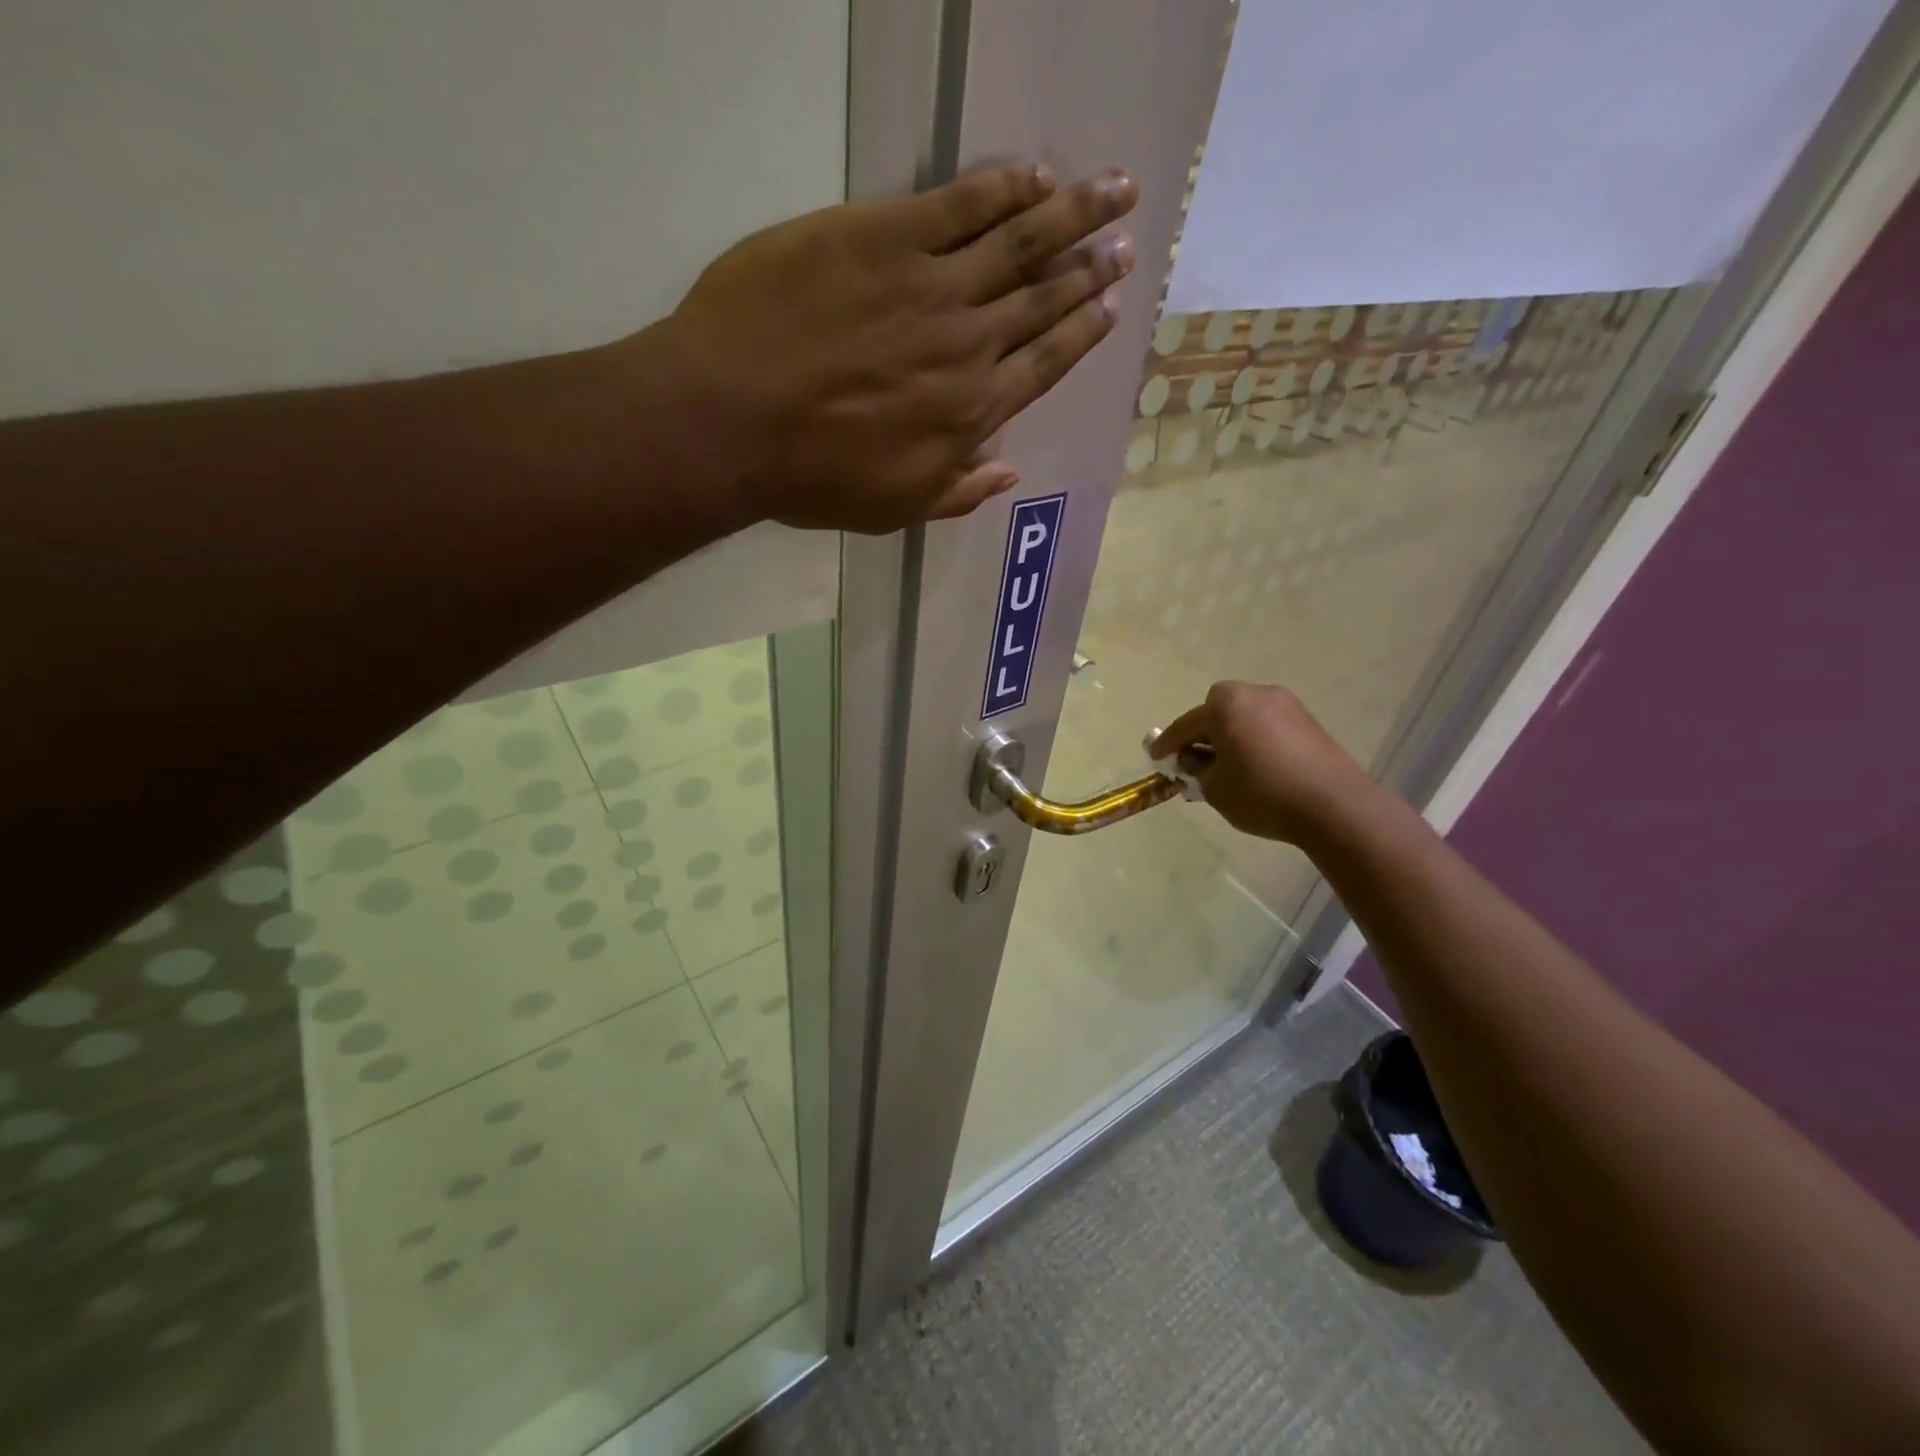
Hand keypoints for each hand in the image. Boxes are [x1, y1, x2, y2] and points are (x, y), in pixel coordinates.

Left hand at [654, 161, 1138, 533]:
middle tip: (1125, 242)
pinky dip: (1003, 186)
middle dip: (1090, 269)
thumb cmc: (812, 478)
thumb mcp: (894, 509)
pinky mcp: (886, 235)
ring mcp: (931, 286)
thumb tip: (1009, 472)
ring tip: (1114, 190)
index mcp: (971, 412)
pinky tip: (1034, 174)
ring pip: (1020, 243)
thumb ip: (958, 491)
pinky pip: (961, 203)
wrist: (734, 419)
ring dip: (1073, 214)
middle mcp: (969, 346)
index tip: (1112, 306)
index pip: (1044, 364)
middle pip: (1043, 299)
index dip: (1080, 333)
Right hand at [1151, 682, 1381, 846]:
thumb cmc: (1262, 794)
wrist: (1334, 805)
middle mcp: (1255, 693)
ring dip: (1231, 736)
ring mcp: (1286, 704)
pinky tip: (1256, 766)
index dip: (1167, 744)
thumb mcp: (1214, 788)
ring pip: (1244, 717)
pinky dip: (1255, 740)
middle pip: (1216, 711)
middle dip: (1203, 733)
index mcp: (1225, 705)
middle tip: (1195, 760)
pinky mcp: (1308, 721)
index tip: (1155, 757)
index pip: (1185, 725)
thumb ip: (1195, 770)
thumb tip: (1194, 760)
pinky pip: (1267, 726)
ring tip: (1228, 766)